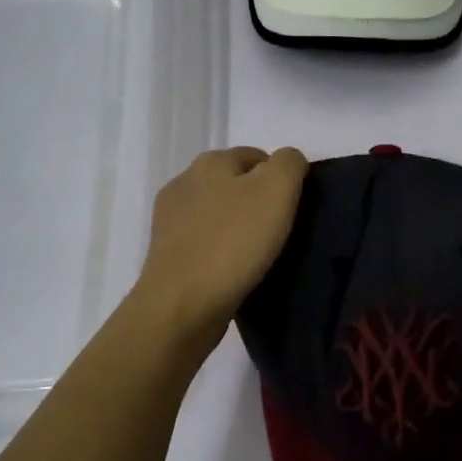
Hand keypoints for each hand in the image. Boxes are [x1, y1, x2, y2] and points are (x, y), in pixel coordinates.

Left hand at [134, 146, 308, 342]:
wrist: (182, 304)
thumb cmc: (233, 242)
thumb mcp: (277, 191)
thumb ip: (289, 164)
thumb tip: (289, 162)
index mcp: (210, 162)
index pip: (257, 156)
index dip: (281, 179)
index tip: (295, 210)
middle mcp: (184, 183)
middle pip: (235, 184)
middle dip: (258, 202)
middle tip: (281, 233)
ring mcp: (170, 219)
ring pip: (218, 214)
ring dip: (238, 228)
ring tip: (259, 255)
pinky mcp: (166, 253)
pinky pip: (204, 242)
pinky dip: (221, 251)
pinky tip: (235, 270)